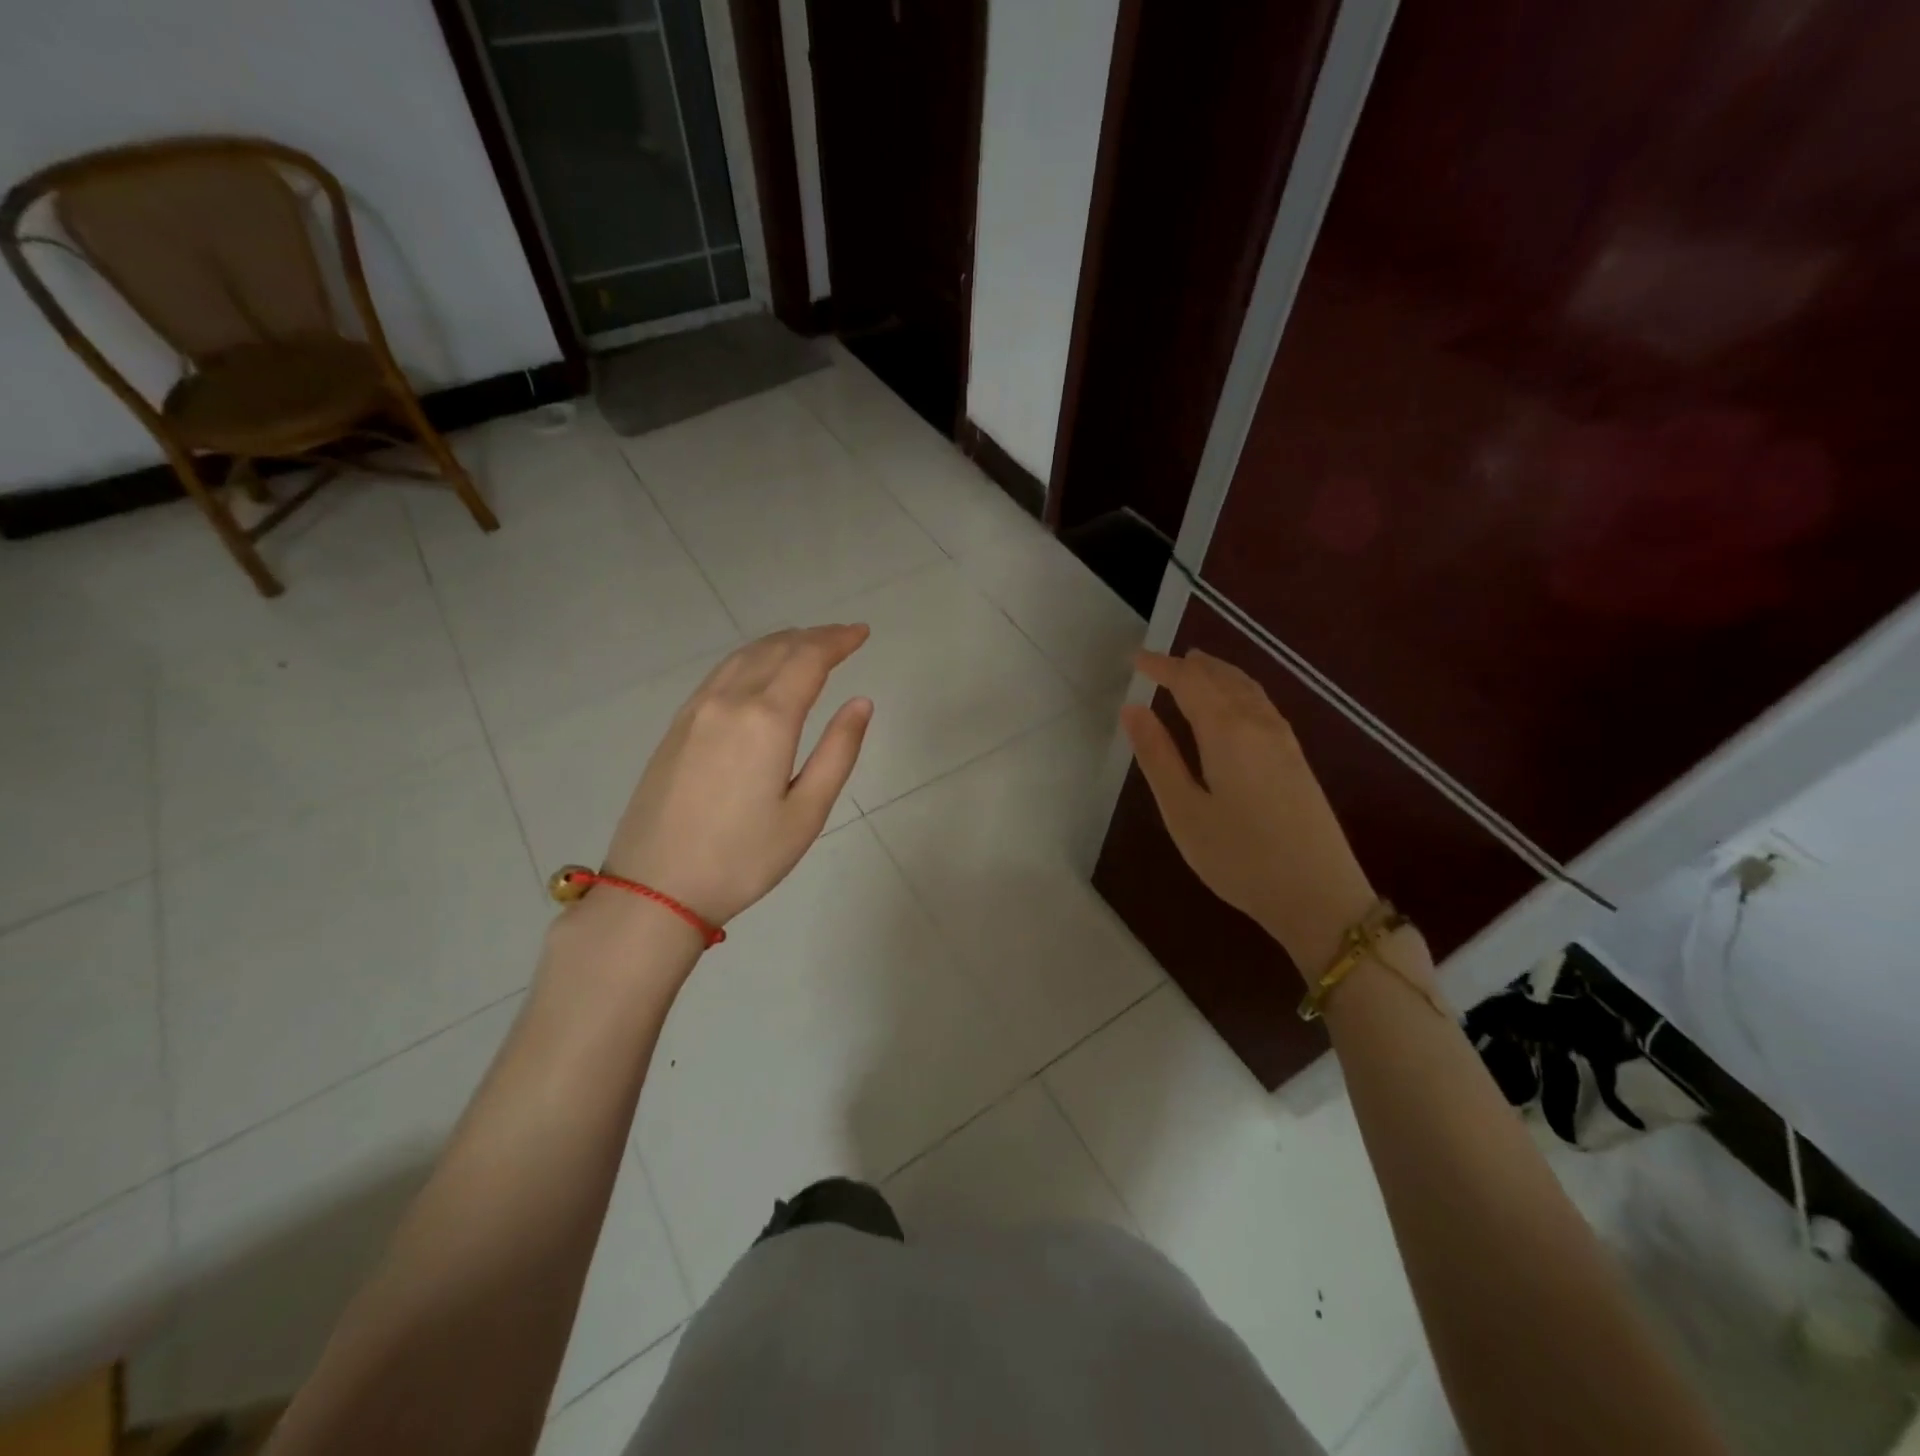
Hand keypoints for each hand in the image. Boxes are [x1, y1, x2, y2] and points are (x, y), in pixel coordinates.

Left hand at [602, 625, 872, 927]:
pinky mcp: (677, 726)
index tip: (862, 632)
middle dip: (814, 637)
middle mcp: (729, 701)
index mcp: (766, 720)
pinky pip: (721, 673)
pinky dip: (751, 658)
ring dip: (781, 642)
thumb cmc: (743, 858)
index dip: (838, 640)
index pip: (809, 659)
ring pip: (744, 656)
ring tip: (808, 645)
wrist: (655, 888)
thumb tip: (861, 702)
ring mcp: (696, 710)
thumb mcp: (806, 813)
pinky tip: (759, 670)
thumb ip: (838, 751)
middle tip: (844, 636)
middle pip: (777, 649)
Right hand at [1120, 649, 1376, 971]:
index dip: (1162, 666)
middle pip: (1223, 678)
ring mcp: (1285, 740)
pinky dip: (1239, 689)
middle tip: (1161, 662)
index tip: (1135, 658)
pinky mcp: (1298, 759)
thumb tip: (1132, 709)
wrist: (1320, 896)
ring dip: (1218, 673)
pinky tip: (1234, 704)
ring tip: (1195, 668)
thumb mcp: (1184, 811)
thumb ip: (1157, 756)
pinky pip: (1262, 704)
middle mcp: (1259, 724)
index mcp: (1227, 732)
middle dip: (1190, 665)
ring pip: (1248, 688)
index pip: (1190, 682)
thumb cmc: (1239, 857)